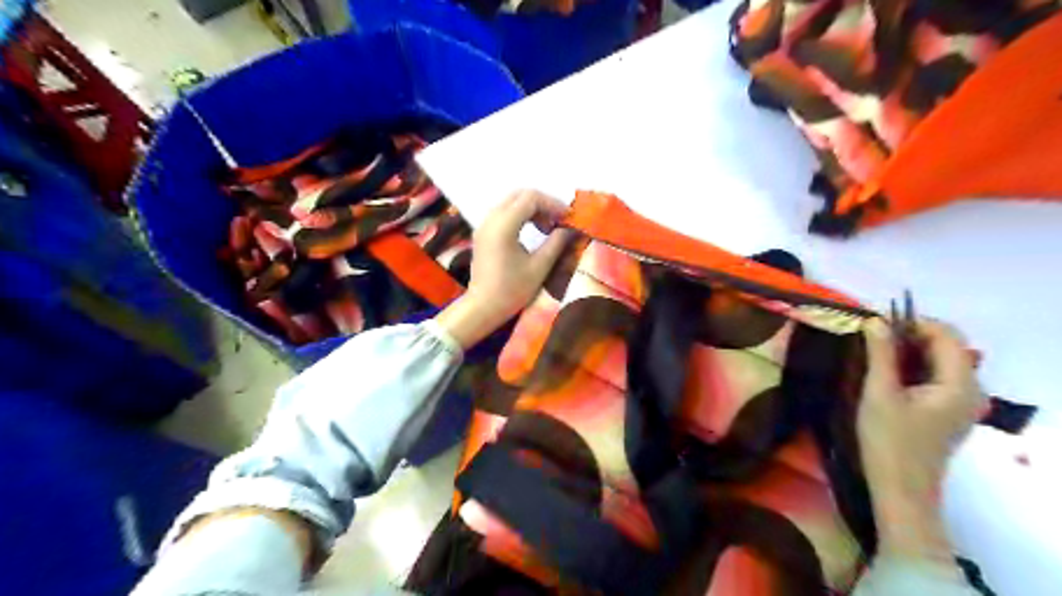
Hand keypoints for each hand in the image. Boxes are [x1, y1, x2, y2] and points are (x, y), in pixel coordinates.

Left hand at [434, 191, 571, 347]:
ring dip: (532, 209)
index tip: (568, 219)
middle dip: (543, 204)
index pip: (531, 198)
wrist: (483, 307)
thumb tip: (570, 229)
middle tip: (558, 222)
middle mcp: (491, 219)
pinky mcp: (483, 233)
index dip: (553, 204)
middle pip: (520, 195)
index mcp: (504, 226)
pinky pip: (504, 213)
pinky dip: (521, 216)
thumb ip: (556, 243)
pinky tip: (533, 232)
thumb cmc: (512, 290)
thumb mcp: (539, 267)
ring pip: (511, 202)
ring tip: (547, 229)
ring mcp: (485, 225)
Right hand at [858, 316, 982, 563]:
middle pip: (947, 346)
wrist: (900, 488)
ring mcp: (962, 402)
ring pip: (940, 360)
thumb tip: (875, 320)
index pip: (946, 335)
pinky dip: (913, 366)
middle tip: (871, 336)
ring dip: (909, 350)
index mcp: (960, 384)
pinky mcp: (949, 411)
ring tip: (874, 351)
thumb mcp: (879, 392)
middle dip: (910, 334)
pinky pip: (936, 376)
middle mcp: (971, 389)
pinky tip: (887, 372)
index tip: (877, 324)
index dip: (913, 322)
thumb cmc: (888, 440)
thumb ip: (881, 353)